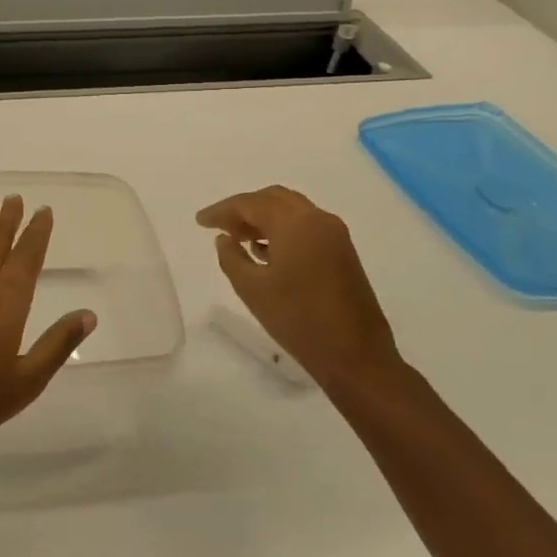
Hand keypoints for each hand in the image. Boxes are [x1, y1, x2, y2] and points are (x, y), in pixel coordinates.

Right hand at [197, 186, 402, 394]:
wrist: (356, 357)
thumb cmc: (298, 320)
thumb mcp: (251, 289)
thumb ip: (231, 256)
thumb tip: (224, 238)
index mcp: (295, 223)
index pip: (250, 204)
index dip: (222, 211)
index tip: (200, 222)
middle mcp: (318, 219)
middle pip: (273, 199)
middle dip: (244, 209)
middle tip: (220, 227)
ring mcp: (335, 235)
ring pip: (291, 210)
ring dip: (263, 218)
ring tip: (239, 239)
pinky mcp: (343, 252)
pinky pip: (306, 226)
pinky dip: (282, 229)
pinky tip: (266, 252)